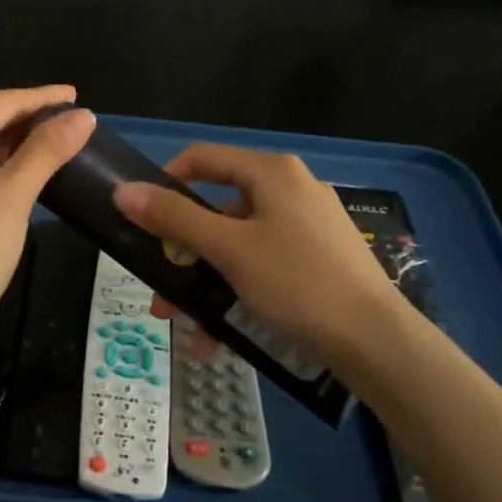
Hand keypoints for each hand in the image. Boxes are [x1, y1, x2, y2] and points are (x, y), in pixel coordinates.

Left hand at [0, 87, 94, 354]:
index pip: (1, 102)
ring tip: (44, 148)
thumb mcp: (14, 196)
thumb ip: (47, 149)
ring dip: (2, 145)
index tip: (75, 95)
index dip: (42, 99)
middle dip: (22, 122)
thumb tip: (82, 115)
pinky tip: (6, 175)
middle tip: (65, 125)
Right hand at [111, 144, 403, 371]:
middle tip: (161, 290)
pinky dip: (237, 291)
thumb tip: (123, 191)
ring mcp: (308, 225)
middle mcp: (291, 189)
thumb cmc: (297, 282)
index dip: (165, 181)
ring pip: (238, 244)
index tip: (142, 219)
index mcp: (272, 173)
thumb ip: (175, 218)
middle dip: (182, 252)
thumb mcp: (229, 249)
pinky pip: (263, 265)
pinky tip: (220, 336)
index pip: (203, 158)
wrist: (377, 342)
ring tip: (187, 325)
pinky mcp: (319, 259)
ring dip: (205, 282)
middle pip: (218, 209)